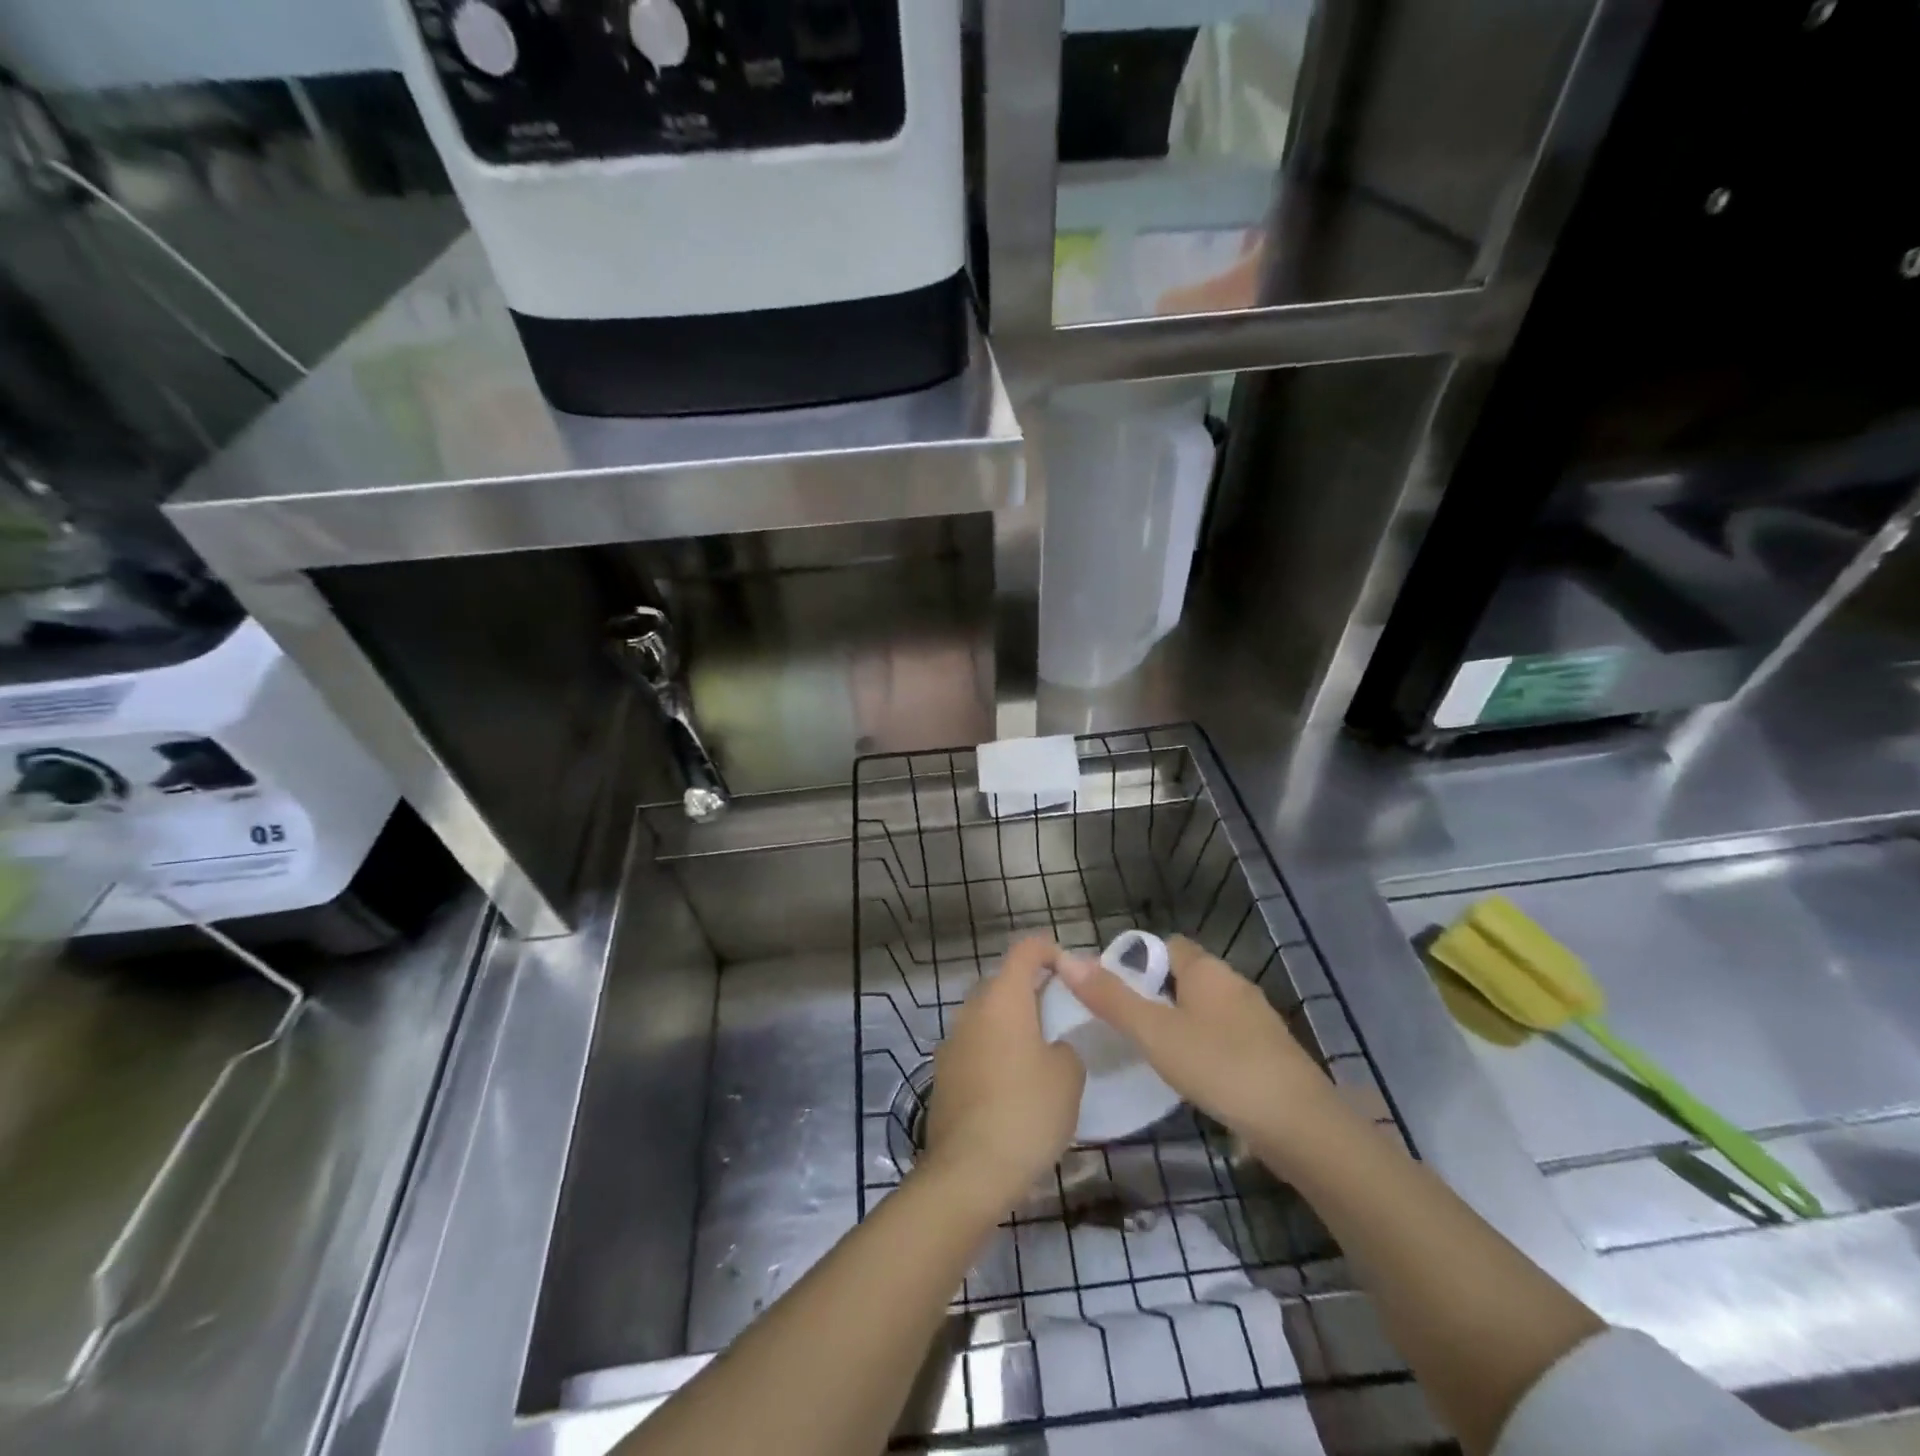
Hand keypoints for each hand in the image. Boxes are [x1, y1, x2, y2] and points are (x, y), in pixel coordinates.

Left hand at [922, 936, 1084, 1213]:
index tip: (1072, 971)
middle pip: (1003, 982)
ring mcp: (952, 1041)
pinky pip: (975, 1047)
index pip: (1026, 950)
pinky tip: (1012, 1086)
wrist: (969, 1170)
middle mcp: (972, 1009)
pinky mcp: (943, 1073)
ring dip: (1011, 1025)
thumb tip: (1050, 1048)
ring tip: (1040, 1054)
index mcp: (1004, 997)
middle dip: (1031, 991)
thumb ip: (1064, 1047)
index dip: (1050, 951)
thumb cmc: (1026, 1111)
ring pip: (987, 1016)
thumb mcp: (1068, 1076)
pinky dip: (994, 1053)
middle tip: (1061, 1016)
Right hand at [1055, 935, 1331, 1152]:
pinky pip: (1223, 1035)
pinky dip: (1202, 1045)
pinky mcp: (1268, 1052)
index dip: (1136, 960)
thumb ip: (1111, 998)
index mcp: (1207, 970)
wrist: (1300, 1126)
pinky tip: (1190, 1073)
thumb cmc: (1221, 1066)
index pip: (1165, 945)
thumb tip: (1068, 959)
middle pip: (1185, 976)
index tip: (1110, 988)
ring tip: (1149, 1049)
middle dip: (1154, 992)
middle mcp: (1233, 984)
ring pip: (1204, 1007)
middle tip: (1123, 1022)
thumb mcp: (1155, 1033)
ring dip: (1178, 1020)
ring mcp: (1255, 1019)